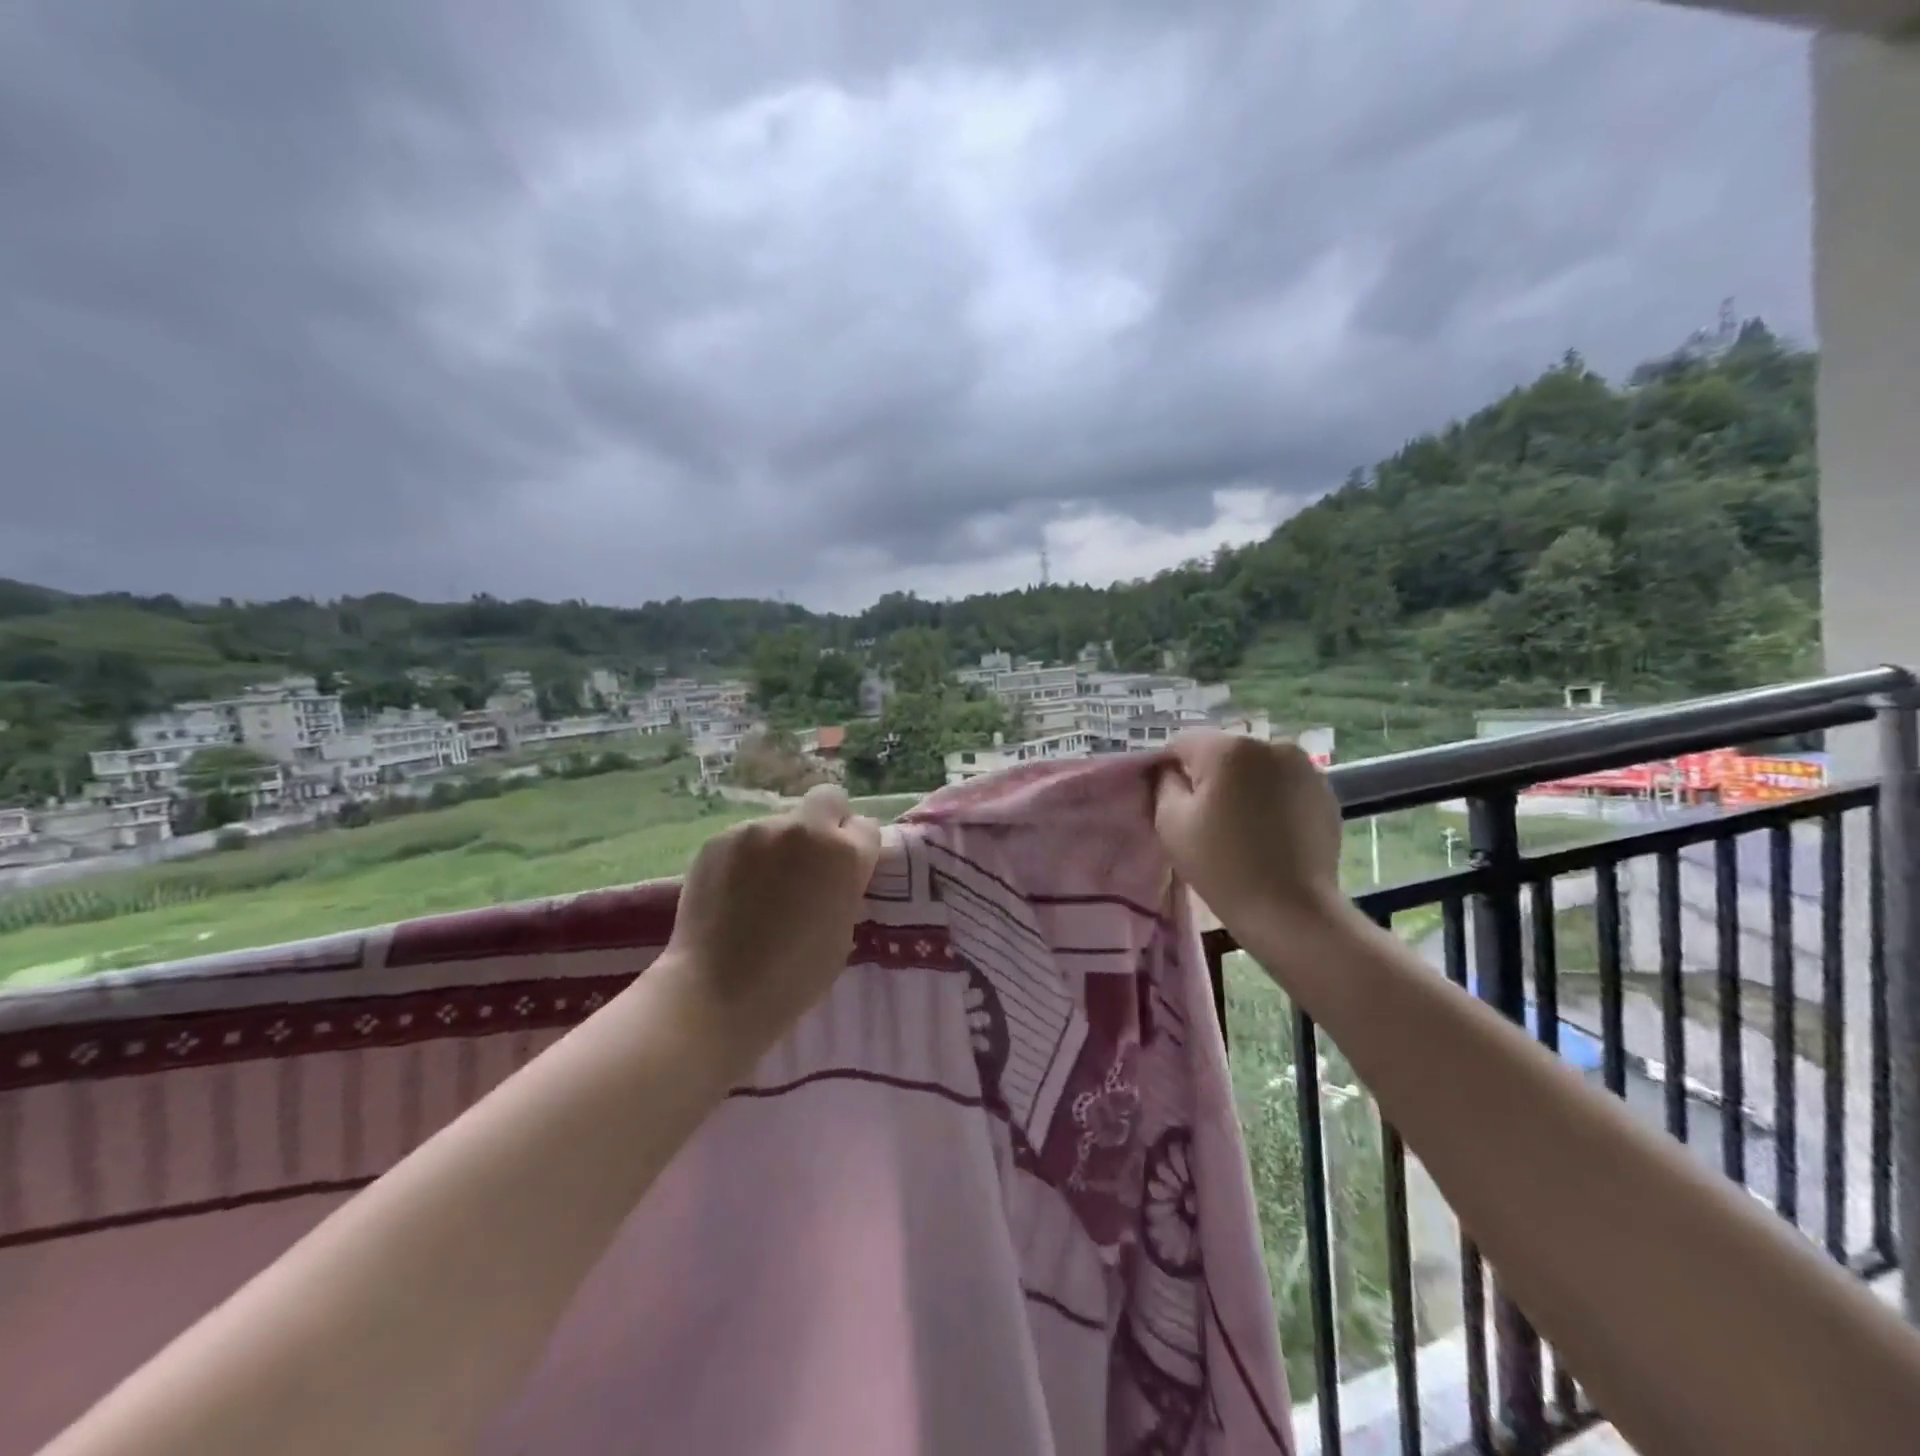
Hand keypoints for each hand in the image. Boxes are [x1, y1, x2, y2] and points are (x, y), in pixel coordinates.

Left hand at [662, 783, 882, 1061]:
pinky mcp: (719, 839)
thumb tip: (831, 877)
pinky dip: (746, 858)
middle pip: (828, 799)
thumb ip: (843, 890)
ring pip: (781, 822)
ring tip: (762, 888)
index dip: (857, 848)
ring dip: (781, 845)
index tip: (845, 872)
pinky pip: (745, 839)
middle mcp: (804, 829)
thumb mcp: (841, 932)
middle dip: (827, 822)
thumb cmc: (793, 978)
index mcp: (844, 854)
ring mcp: (757, 830)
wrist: (717, 991)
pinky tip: (733, 892)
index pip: (866, 827)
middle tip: (812, 861)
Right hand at [1153, 732, 1344, 932]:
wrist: (1291, 911)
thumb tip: (1171, 771)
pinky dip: (1271, 800)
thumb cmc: (1222, 865)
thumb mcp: (1170, 822)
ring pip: (1254, 768)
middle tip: (1205, 820)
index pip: (1183, 744)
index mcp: (1229, 748)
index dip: (1170, 771)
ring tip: (1240, 828)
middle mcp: (1270, 745)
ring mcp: (1304, 767)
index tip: (1171, 804)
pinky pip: (1283, 785)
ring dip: (1243, 787)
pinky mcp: (1325, 793)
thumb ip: (1164, 783)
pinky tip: (1268, 833)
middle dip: (1210, 778)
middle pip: (1222, 753)